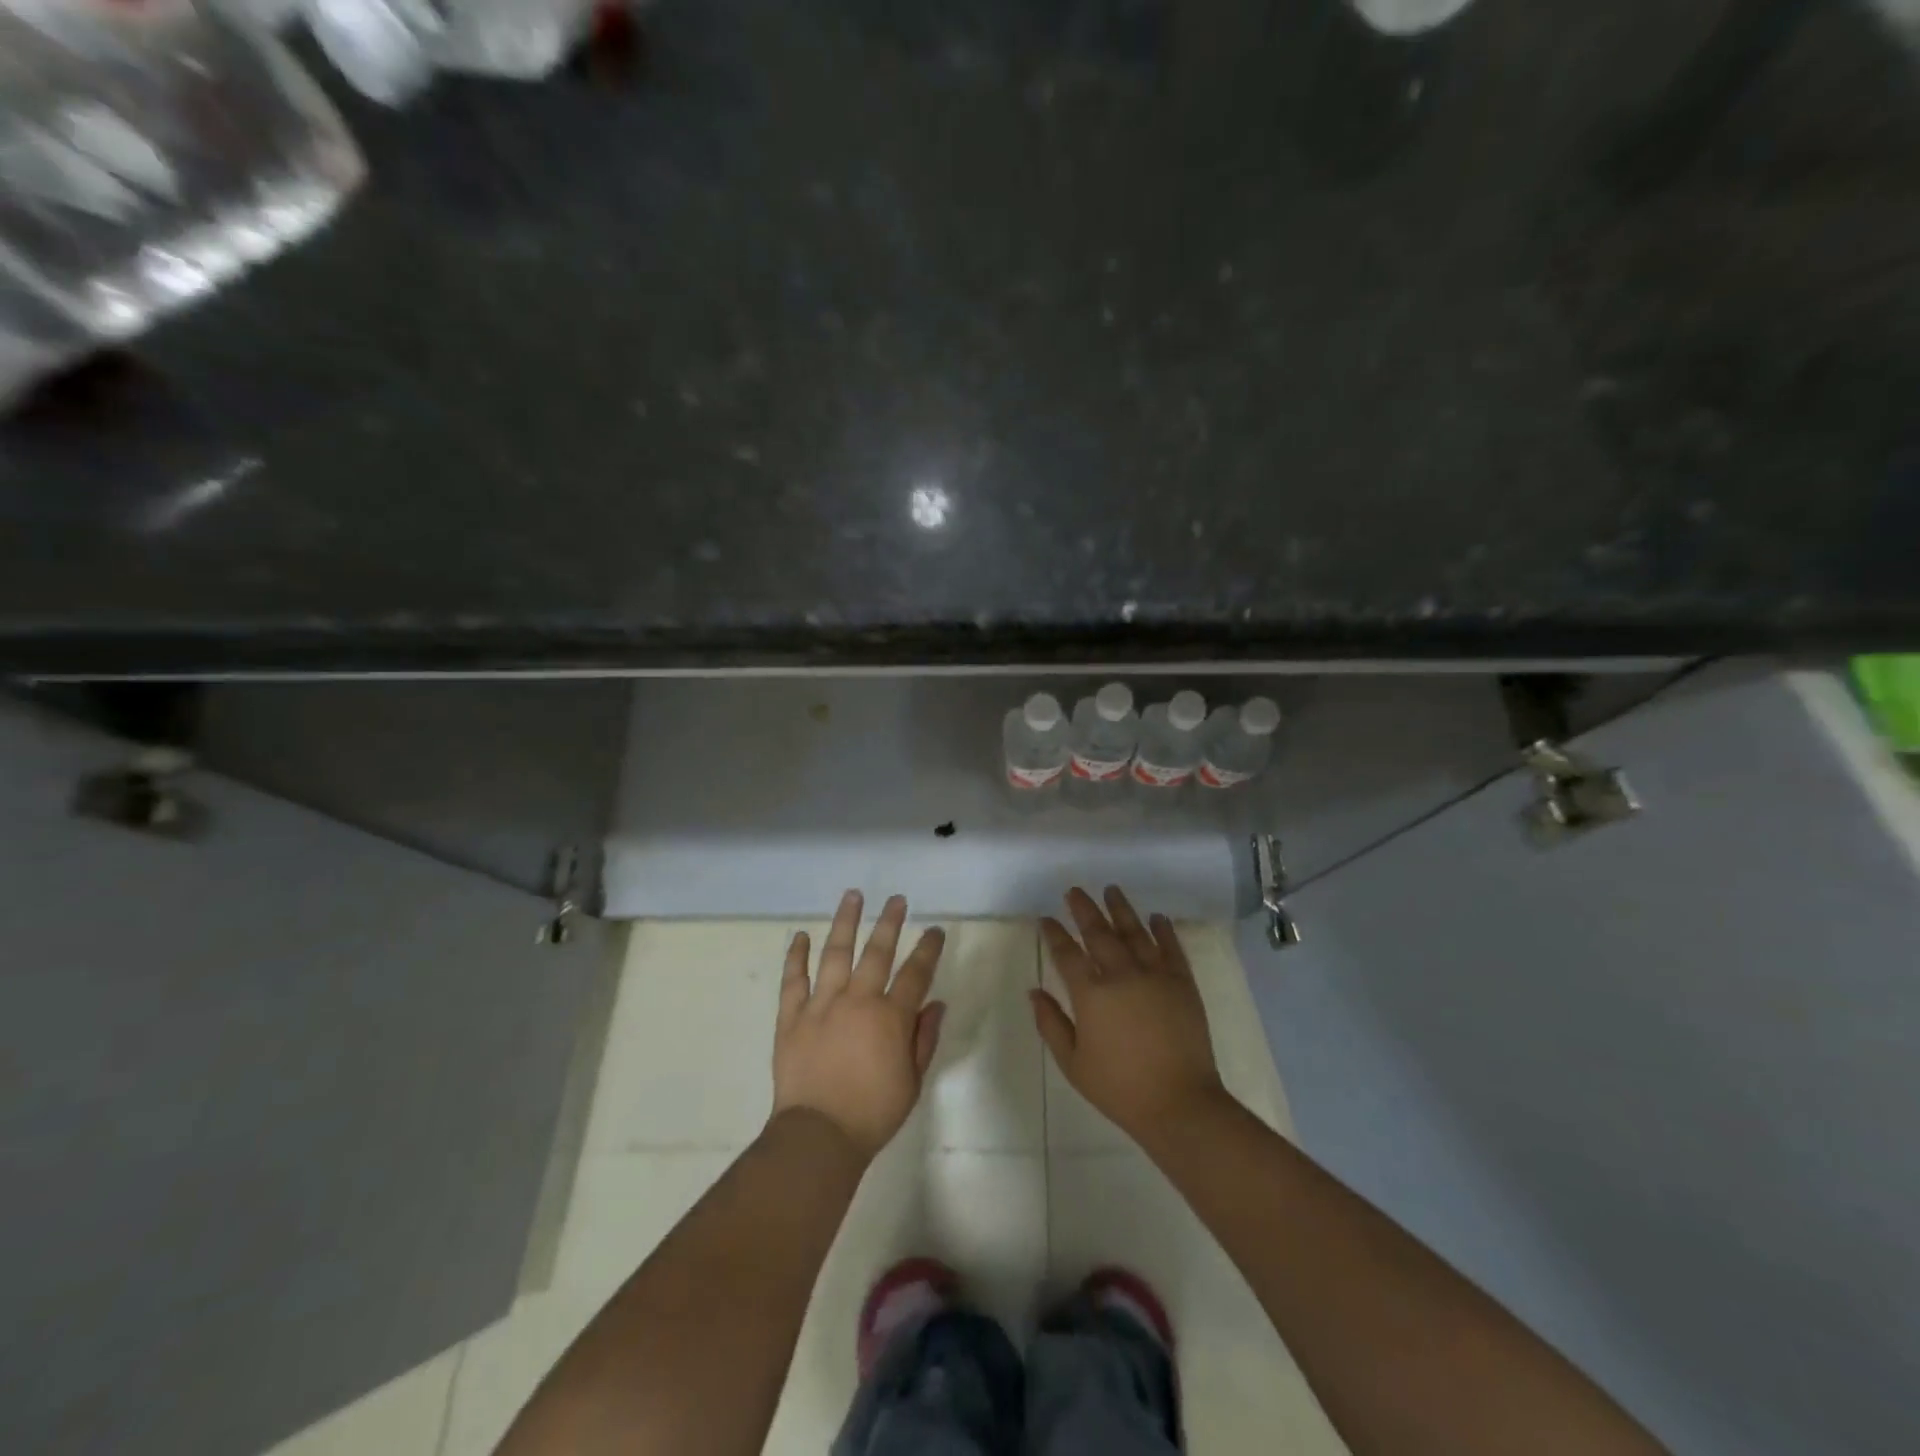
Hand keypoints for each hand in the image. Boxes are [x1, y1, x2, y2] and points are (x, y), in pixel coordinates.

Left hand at [771, 890, 946, 1159]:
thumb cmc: (873, 1113)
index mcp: (890, 1017)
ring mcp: (821, 1005)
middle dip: (889, 922)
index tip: (934, 930)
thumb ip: (924, 1038)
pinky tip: (800, 936)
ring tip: (851, 896)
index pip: (915, 973)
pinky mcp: (791, 1017)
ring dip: (844, 923)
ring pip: (835, 954)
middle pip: (876, 952)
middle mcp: (857, 1001)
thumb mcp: (912, 1081)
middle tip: (896, 899)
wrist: (819, 1137)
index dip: (928, 949)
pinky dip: (796, 957)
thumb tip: (935, 1004)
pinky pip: (793, 980)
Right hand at [1032, 886, 1230, 1148]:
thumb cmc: (1119, 1088)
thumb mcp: (1073, 1063)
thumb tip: (1034, 991)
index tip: (1046, 919)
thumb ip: (1051, 1023)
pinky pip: (1171, 948)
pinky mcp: (1183, 983)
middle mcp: (1121, 975)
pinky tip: (1156, 917)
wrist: (1179, 1103)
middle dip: (1084, 910)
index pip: (1067, 954)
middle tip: (1074, 891)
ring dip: (1121, 909)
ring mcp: (1155, 975)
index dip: (1054, 934)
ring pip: (1135, 932)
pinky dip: (1163, 930)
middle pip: (1099, 933)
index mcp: (1091, 995)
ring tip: (1111, 890)